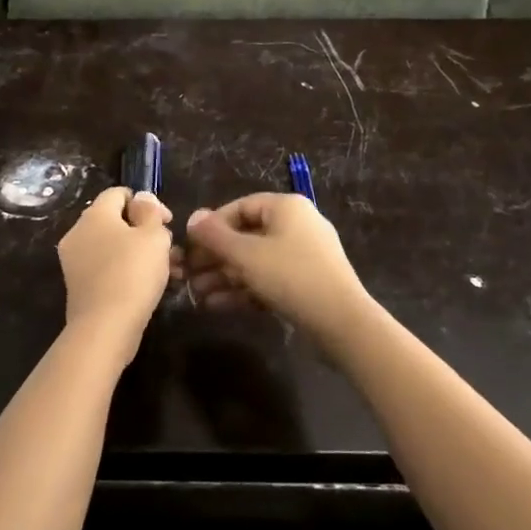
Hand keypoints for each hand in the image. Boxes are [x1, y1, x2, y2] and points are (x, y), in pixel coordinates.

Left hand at [58, 187, 173, 363]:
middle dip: (144, 230)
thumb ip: (150, 211)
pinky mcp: (78, 285)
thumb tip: (141, 199)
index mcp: (94, 214)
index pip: (119, 193)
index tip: (166, 221)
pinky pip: (105, 267)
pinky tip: (147, 286)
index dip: (145, 202)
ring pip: (112, 246)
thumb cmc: (133, 273)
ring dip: (139, 252)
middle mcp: (78, 232)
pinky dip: (125, 270)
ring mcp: (74, 260)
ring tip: (167, 270)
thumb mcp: (153, 236)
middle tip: (168, 248)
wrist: (105, 327)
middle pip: (115, 220)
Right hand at [174, 193, 376, 344]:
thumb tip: (192, 217)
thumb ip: (215, 235)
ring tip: (197, 295)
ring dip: (224, 276)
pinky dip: (244, 289)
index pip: (239, 208)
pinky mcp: (306, 282)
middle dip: (215, 257)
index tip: (190, 248)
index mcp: (285, 207)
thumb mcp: (246, 254)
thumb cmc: (290, 276)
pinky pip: (268, 278)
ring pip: (255, 261)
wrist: (342, 322)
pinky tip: (217, 305)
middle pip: (246, 235)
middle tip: (188, 275)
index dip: (211, 226)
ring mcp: (303, 255)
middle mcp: (296, 225)